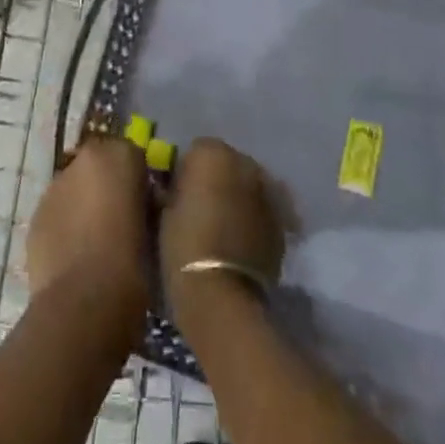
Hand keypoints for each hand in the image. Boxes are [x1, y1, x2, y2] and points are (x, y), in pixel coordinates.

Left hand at [26, 136, 151, 329]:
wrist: (84, 301)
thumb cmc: (133, 261)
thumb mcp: (155, 225)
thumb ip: (146, 201)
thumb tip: (142, 201)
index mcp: (119, 155)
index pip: (132, 153)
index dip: (138, 178)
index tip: (144, 203)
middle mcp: (83, 161)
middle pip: (98, 165)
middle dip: (107, 184)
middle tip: (119, 218)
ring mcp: (54, 187)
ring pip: (74, 187)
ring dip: (83, 202)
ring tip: (95, 240)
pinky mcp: (35, 216)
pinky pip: (56, 212)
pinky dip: (65, 224)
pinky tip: (75, 254)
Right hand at [161, 137, 286, 323]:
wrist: (221, 293)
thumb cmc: (183, 246)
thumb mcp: (163, 212)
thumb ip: (172, 188)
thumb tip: (173, 186)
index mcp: (212, 153)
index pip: (195, 150)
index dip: (185, 172)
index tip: (177, 194)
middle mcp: (245, 162)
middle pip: (227, 163)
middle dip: (216, 180)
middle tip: (201, 208)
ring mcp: (268, 190)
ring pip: (248, 184)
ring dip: (237, 196)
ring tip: (223, 225)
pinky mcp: (281, 220)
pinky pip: (262, 209)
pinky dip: (253, 217)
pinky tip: (240, 239)